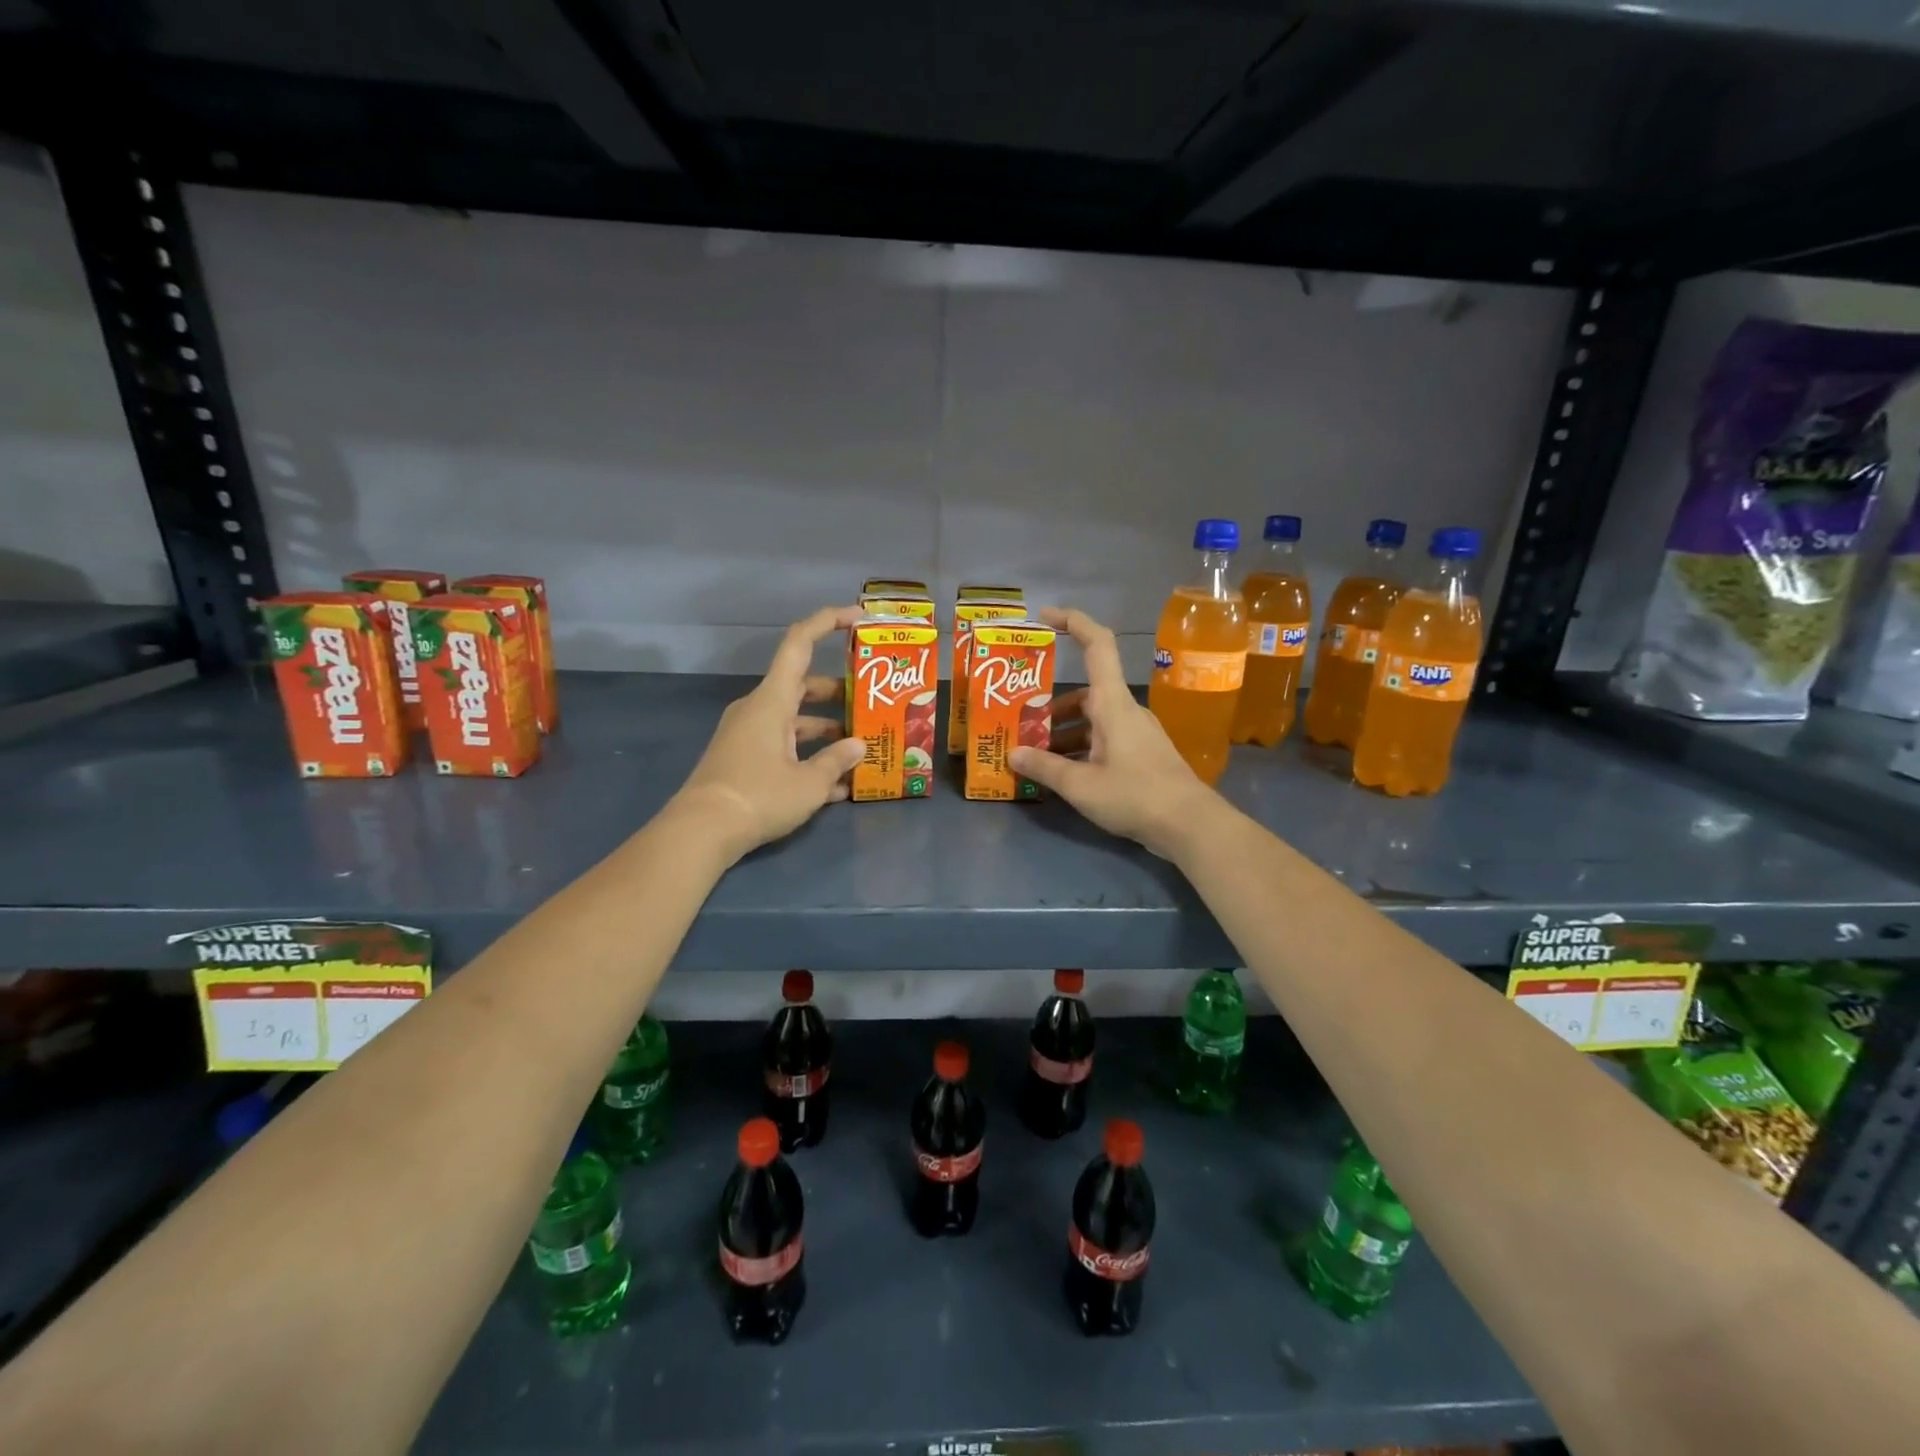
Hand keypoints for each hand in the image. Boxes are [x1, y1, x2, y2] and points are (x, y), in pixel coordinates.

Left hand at [671, 606, 867, 864]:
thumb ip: (837, 761)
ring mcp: (748, 734)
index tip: (857, 616)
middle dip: (839, 694)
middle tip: (871, 702)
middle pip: (802, 686)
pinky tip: (838, 786)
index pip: (799, 643)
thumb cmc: (758, 796)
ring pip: (795, 720)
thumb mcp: (809, 783)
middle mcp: (758, 709)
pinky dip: (808, 756)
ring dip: (827, 731)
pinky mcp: (744, 759)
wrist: (701, 831)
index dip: (828, 622)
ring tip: (862, 750)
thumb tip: (858, 745)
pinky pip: (783, 746)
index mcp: (772, 700)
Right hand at [1009, 607, 1221, 860]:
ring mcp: (1136, 733)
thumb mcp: (1081, 785)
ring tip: (1034, 755)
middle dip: (1050, 708)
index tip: (1045, 616)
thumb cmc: (1135, 795)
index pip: (1097, 645)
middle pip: (1084, 695)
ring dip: (1063, 733)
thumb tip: (1013, 754)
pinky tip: (1062, 774)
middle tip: (1019, 722)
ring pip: (1092, 721)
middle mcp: (1125, 711)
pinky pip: (1103, 741)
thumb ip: (1045, 768)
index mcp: (1112, 704)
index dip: (1073, 622)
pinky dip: (1081, 749)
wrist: (1190, 825)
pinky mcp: (1141, 755)